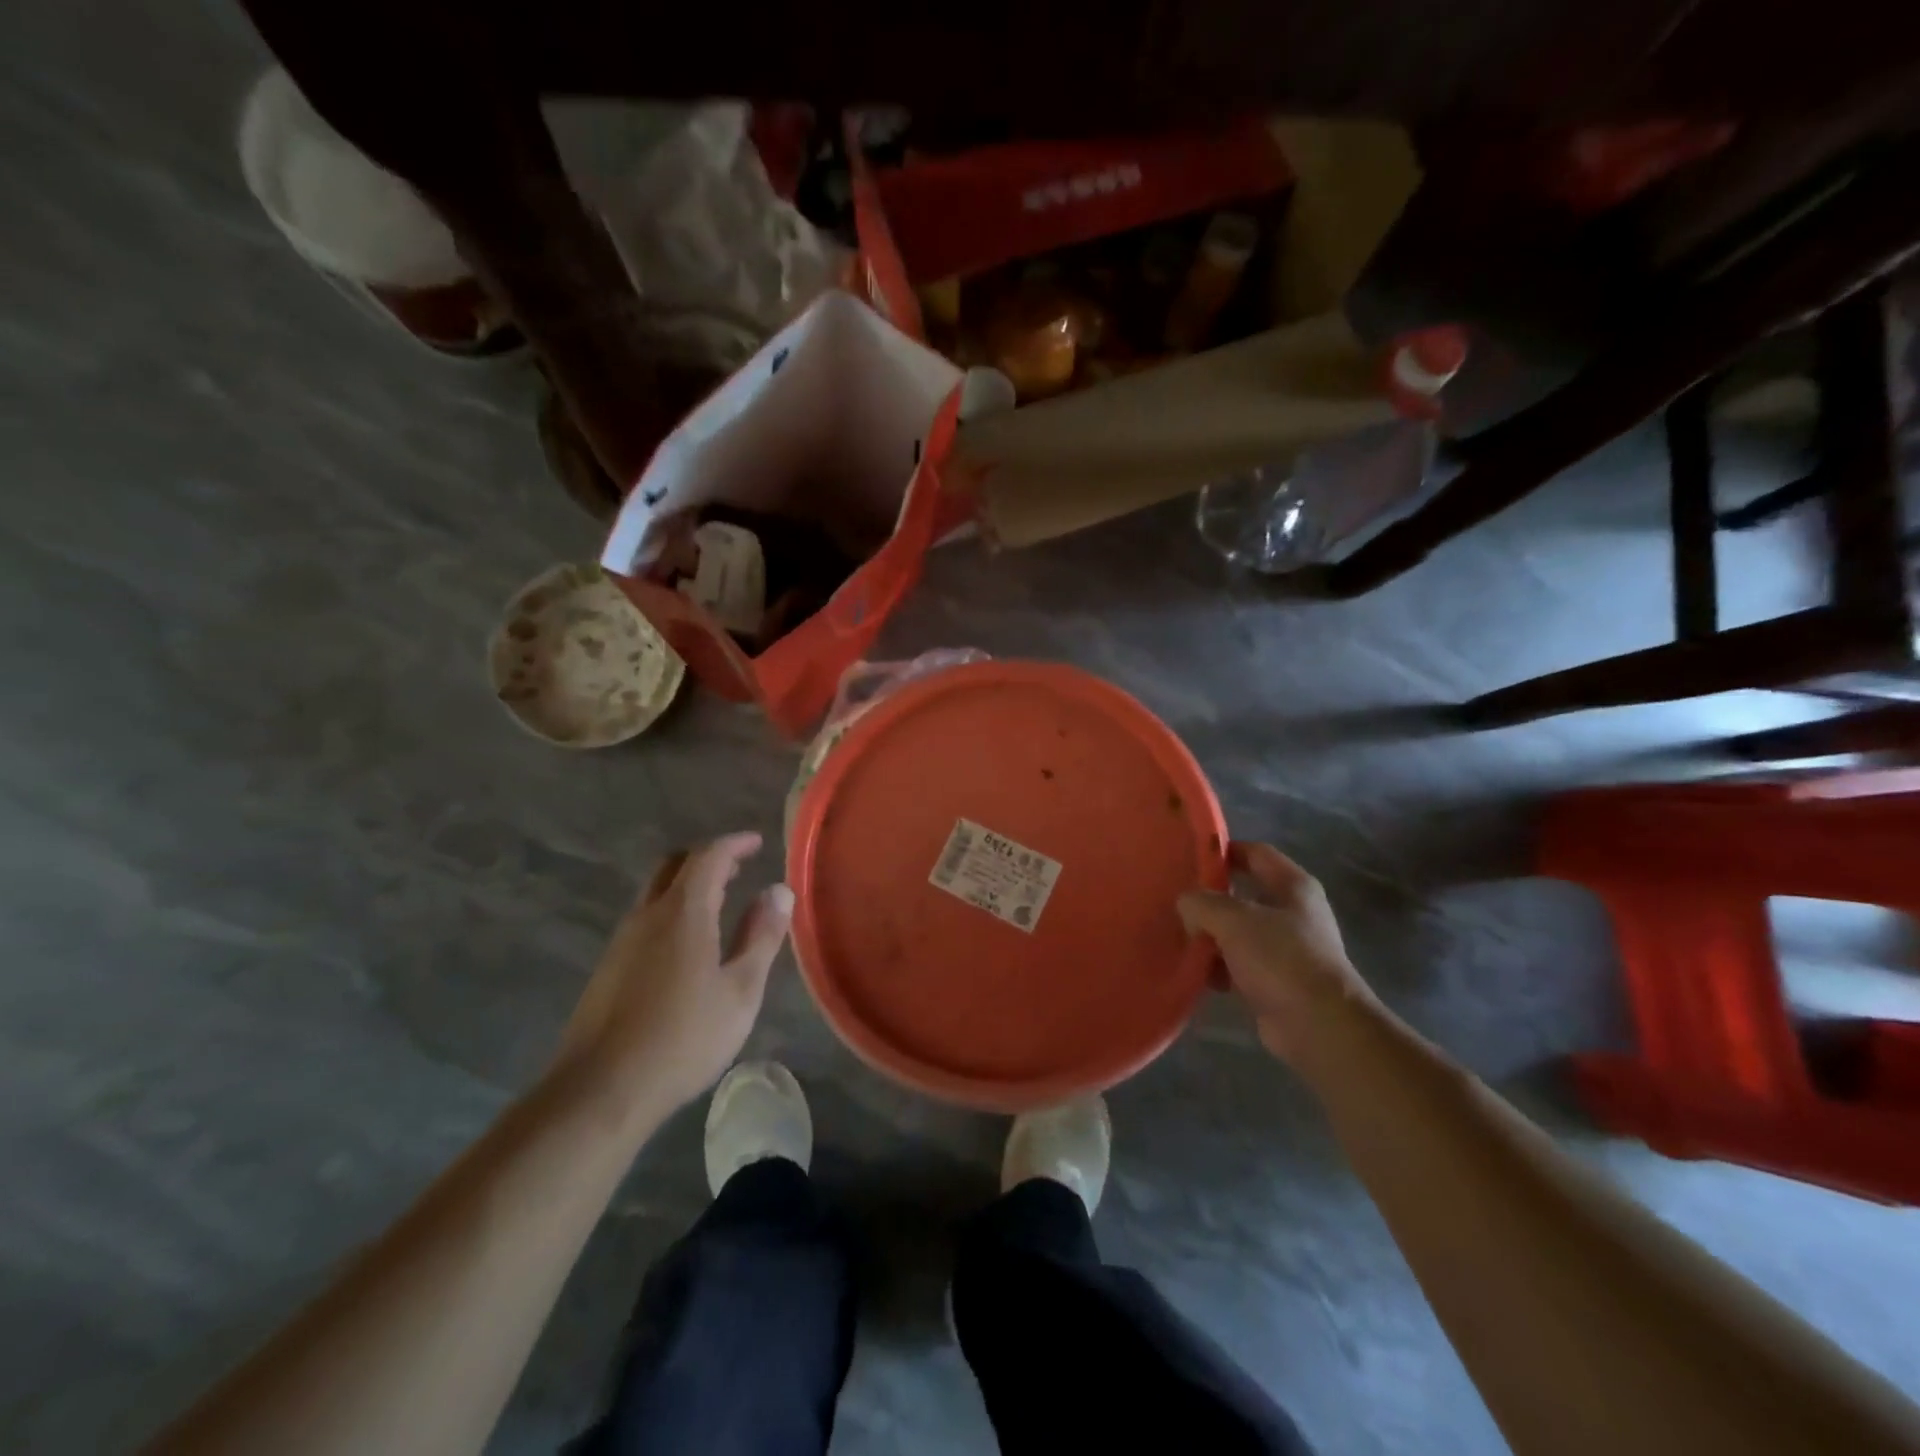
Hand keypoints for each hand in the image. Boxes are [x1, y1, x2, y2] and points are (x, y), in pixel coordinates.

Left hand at [553, 833, 792, 1116]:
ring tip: (719, 902)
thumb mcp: (740, 990)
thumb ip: (762, 936)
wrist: (600, 1091)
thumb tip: (779, 890)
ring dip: (687, 885)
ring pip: (654, 892)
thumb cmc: (683, 1038)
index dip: (734, 844)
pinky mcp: (607, 968)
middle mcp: (647, 916)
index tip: (757, 842)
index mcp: (683, 913)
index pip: (709, 857)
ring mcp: (621, 942)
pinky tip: (687, 945)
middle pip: (674, 866)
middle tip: (738, 867)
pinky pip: (644, 920)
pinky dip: (671, 911)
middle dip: (707, 858)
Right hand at [1178, 841, 1378, 1065]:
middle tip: (1176, 900)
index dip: (1224, 851)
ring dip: (1210, 935)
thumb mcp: (1233, 920)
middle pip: (1244, 893)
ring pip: (1238, 931)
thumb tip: (1186, 904)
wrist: (1318, 1026)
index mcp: (1294, 886)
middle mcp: (1293, 913)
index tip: (1190, 858)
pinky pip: (1238, 964)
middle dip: (1210, 898)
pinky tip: (1196, 971)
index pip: (1256, 853)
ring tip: (1179, 937)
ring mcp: (1286, 949)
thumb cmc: (1281, 959)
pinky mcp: (1276, 982)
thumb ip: (1202, 903)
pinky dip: (1218, 966)